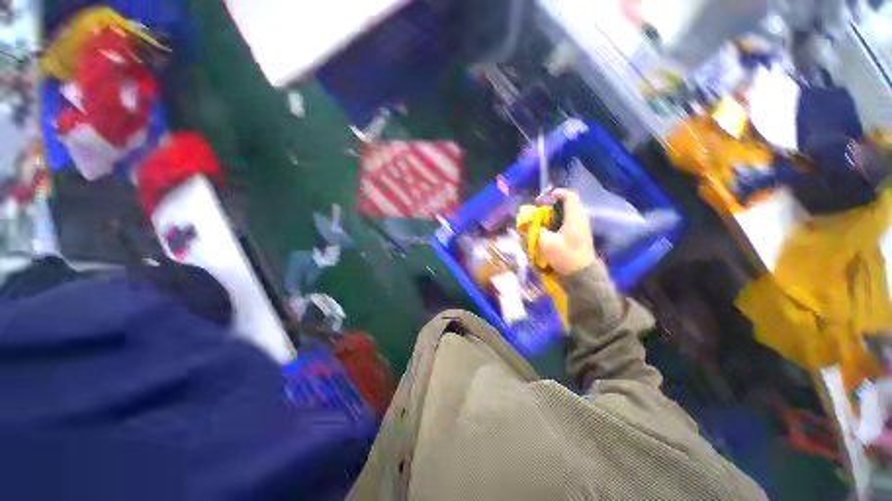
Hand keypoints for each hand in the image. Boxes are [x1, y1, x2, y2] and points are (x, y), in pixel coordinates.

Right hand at [537, 189, 597, 275]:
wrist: (582, 274)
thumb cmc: (564, 255)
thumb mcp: (545, 242)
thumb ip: (535, 229)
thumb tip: (528, 222)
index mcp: (575, 217)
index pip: (568, 196)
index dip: (555, 193)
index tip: (541, 200)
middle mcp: (581, 218)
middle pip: (566, 204)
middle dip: (551, 206)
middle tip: (539, 213)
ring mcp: (582, 227)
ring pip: (567, 214)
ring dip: (553, 216)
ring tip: (542, 224)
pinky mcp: (580, 235)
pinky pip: (568, 222)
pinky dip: (557, 223)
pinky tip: (550, 232)